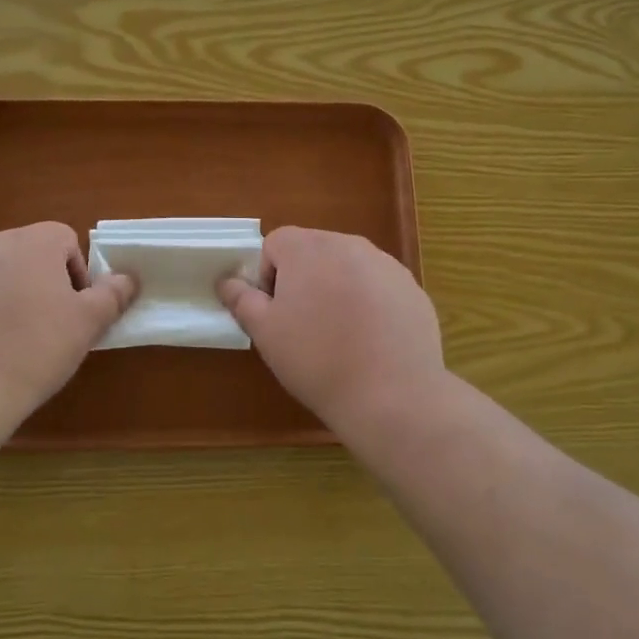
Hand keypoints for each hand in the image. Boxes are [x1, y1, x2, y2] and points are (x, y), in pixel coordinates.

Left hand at [0, 222, 135, 434]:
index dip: (77, 274)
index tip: (74, 311)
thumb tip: (128, 278)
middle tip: (47, 327)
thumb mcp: (87, 324)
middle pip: (27, 254)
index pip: (65, 239)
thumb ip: (112, 294)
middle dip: (40, 283)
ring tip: (10, 342)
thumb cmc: (34, 350)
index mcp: (32, 242)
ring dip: (6, 296)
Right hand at [218, 227, 445, 427]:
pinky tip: (371, 341)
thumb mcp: (265, 333)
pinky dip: (369, 303)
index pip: (275, 243)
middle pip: (313, 251)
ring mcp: (385, 264)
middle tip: (304, 326)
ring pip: (347, 267)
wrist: (393, 395)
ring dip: (336, 289)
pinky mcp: (411, 288)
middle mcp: (348, 244)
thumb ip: (242, 300)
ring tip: (340, 335)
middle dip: (303, 280)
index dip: (268, 276)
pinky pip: (378, 286)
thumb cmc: (317, 360)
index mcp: (307, 248)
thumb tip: (226, 281)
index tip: (276, 313)